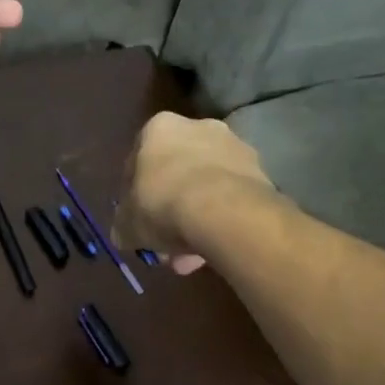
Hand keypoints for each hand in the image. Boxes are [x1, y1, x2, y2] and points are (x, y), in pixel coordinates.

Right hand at [114, 113, 279, 274]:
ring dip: (196, 219)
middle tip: (164, 244)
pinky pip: (231, 198)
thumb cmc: (162, 204)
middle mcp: (198, 126)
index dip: (134, 193)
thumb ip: (123, 225)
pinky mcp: (261, 171)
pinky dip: (221, 220)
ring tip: (190, 258)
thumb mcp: (127, 223)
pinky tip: (213, 249)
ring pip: (205, 187)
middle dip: (169, 210)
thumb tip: (124, 234)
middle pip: (176, 172)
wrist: (224, 212)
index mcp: (159, 128)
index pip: (138, 159)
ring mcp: (234, 147)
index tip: (136, 218)